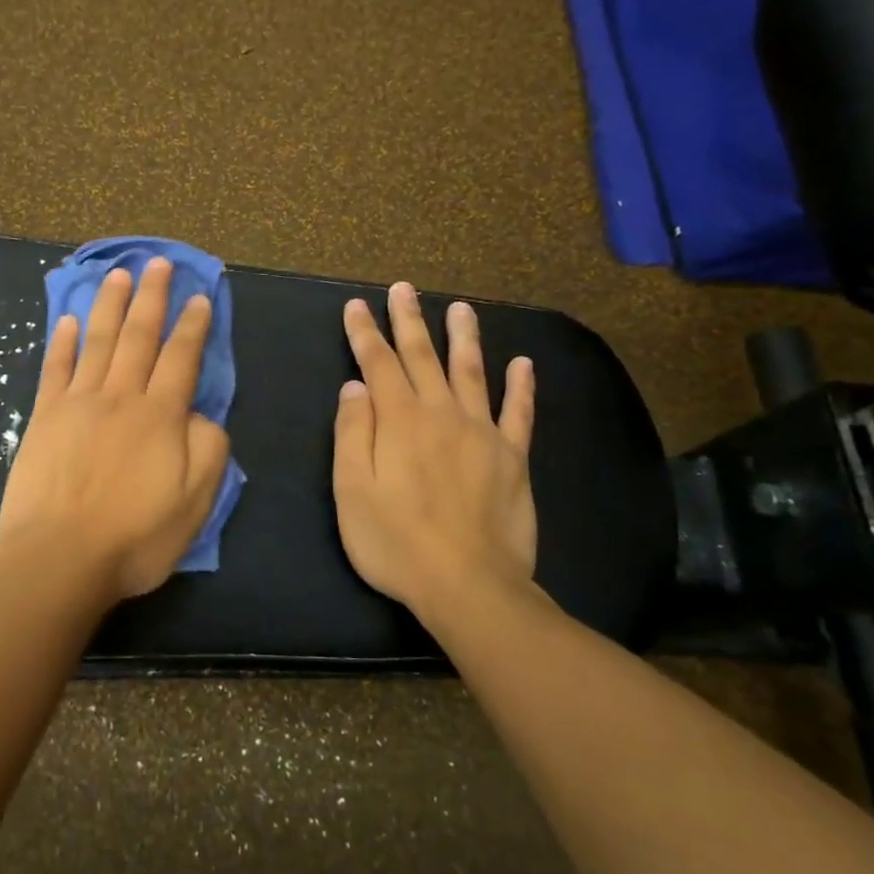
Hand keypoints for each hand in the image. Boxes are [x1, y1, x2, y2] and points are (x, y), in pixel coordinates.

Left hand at [0, 258, 231, 603]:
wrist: (60, 559)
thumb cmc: (135, 537)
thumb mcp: (196, 502)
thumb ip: (208, 449)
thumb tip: (199, 415)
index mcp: (161, 416)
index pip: (182, 358)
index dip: (193, 325)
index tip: (199, 296)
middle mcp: (121, 397)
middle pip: (139, 336)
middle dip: (152, 297)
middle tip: (159, 262)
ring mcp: (78, 403)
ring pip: (99, 341)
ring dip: (110, 305)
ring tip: (119, 273)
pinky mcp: (44, 417)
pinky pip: (55, 369)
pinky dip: (61, 342)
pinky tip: (67, 320)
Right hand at [333, 282, 542, 626]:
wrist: (468, 585)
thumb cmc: (396, 542)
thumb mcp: (351, 491)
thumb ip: (352, 432)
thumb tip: (355, 386)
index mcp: (399, 421)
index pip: (378, 364)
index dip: (365, 333)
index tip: (357, 305)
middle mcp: (442, 414)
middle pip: (423, 356)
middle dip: (410, 320)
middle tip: (404, 288)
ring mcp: (483, 433)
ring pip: (471, 373)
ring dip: (464, 337)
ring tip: (461, 308)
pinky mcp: (513, 458)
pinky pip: (520, 413)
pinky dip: (521, 386)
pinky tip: (522, 363)